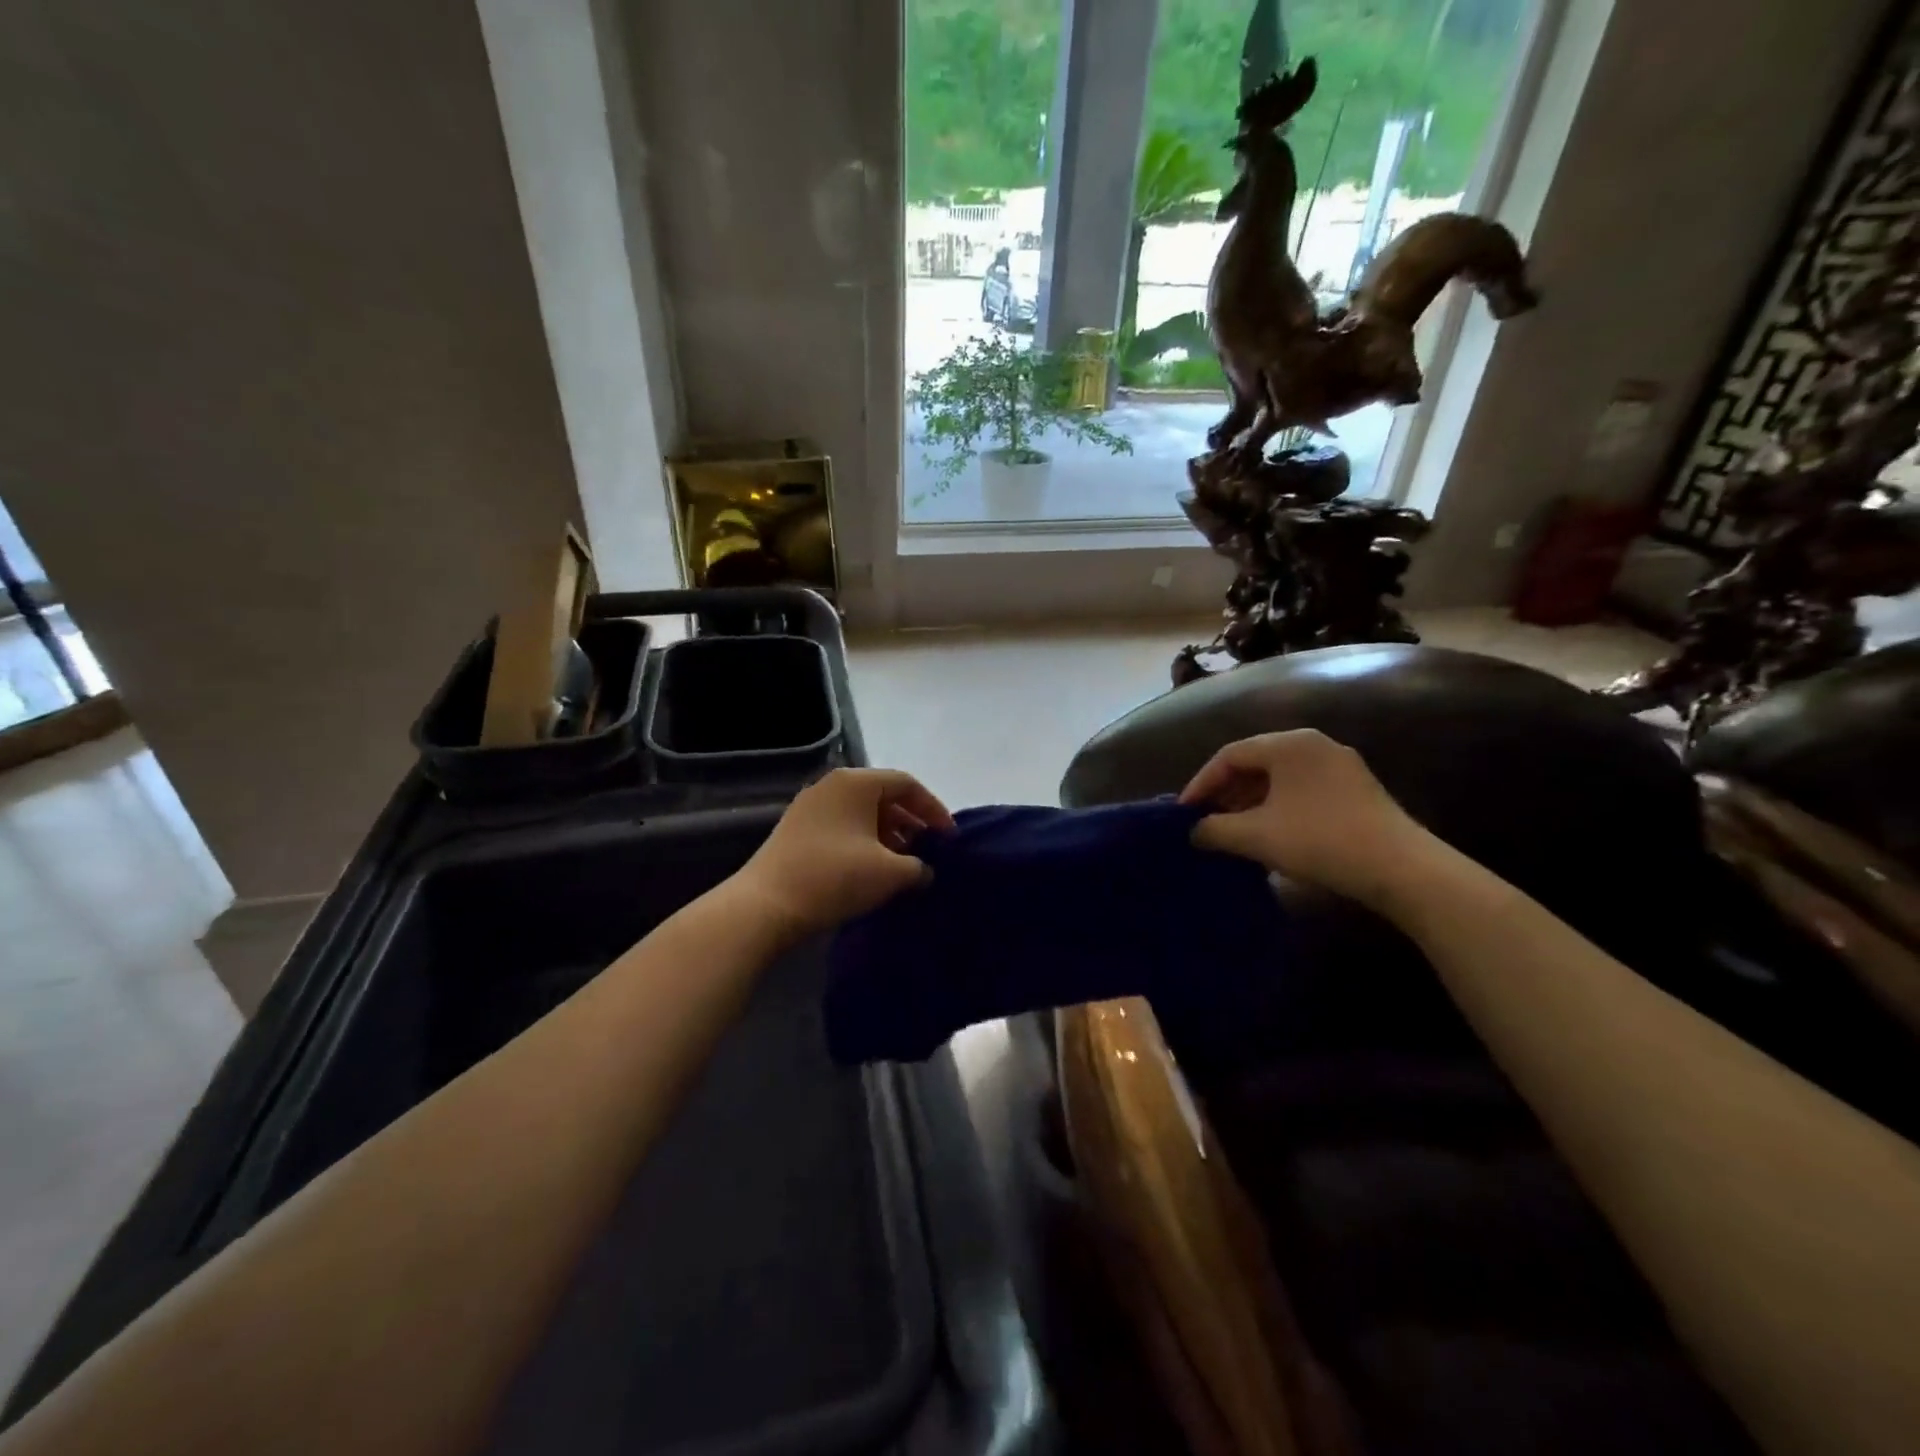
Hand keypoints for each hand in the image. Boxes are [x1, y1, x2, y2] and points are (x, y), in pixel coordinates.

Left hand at [733, 768, 954, 939]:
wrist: (765, 906)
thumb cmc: (835, 877)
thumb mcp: (890, 873)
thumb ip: (919, 866)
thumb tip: (924, 870)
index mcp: (856, 782)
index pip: (907, 784)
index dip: (934, 810)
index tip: (949, 839)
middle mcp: (832, 786)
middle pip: (884, 798)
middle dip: (911, 825)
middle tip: (929, 853)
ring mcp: (810, 808)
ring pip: (862, 815)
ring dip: (888, 838)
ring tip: (904, 868)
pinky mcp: (796, 832)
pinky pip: (843, 829)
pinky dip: (864, 845)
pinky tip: (873, 873)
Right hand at [1179, 730, 1434, 909]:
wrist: (1401, 869)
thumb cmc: (1319, 841)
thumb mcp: (1256, 836)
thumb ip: (1215, 829)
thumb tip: (1195, 831)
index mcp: (1288, 744)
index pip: (1230, 755)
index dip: (1201, 784)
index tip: (1184, 813)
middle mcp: (1315, 745)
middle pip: (1255, 763)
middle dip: (1226, 793)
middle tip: (1206, 822)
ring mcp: (1340, 766)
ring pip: (1280, 778)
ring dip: (1251, 803)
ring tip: (1233, 832)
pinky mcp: (1357, 790)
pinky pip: (1303, 790)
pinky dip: (1277, 807)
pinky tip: (1270, 835)